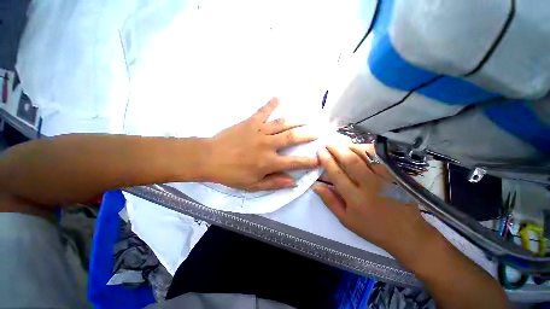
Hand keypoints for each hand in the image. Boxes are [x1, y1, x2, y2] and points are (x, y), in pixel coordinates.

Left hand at [203, 97, 319, 190]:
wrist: (210, 158)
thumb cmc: (232, 174)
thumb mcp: (253, 185)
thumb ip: (274, 183)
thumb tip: (293, 183)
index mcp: (269, 162)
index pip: (294, 162)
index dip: (309, 161)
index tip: (320, 158)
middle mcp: (268, 145)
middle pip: (293, 137)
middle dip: (308, 135)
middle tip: (319, 132)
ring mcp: (260, 131)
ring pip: (283, 123)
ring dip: (297, 120)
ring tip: (308, 118)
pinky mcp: (250, 122)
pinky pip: (263, 110)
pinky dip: (272, 103)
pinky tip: (280, 96)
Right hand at [313, 144, 435, 257]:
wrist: (407, 234)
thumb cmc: (373, 228)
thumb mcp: (346, 220)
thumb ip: (330, 201)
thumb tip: (316, 186)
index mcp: (355, 198)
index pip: (337, 174)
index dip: (327, 161)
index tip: (320, 152)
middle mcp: (369, 185)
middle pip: (350, 161)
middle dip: (336, 149)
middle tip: (328, 143)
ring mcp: (385, 179)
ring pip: (366, 156)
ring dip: (351, 147)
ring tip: (341, 143)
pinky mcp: (395, 175)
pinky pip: (380, 157)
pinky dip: (368, 149)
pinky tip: (360, 147)